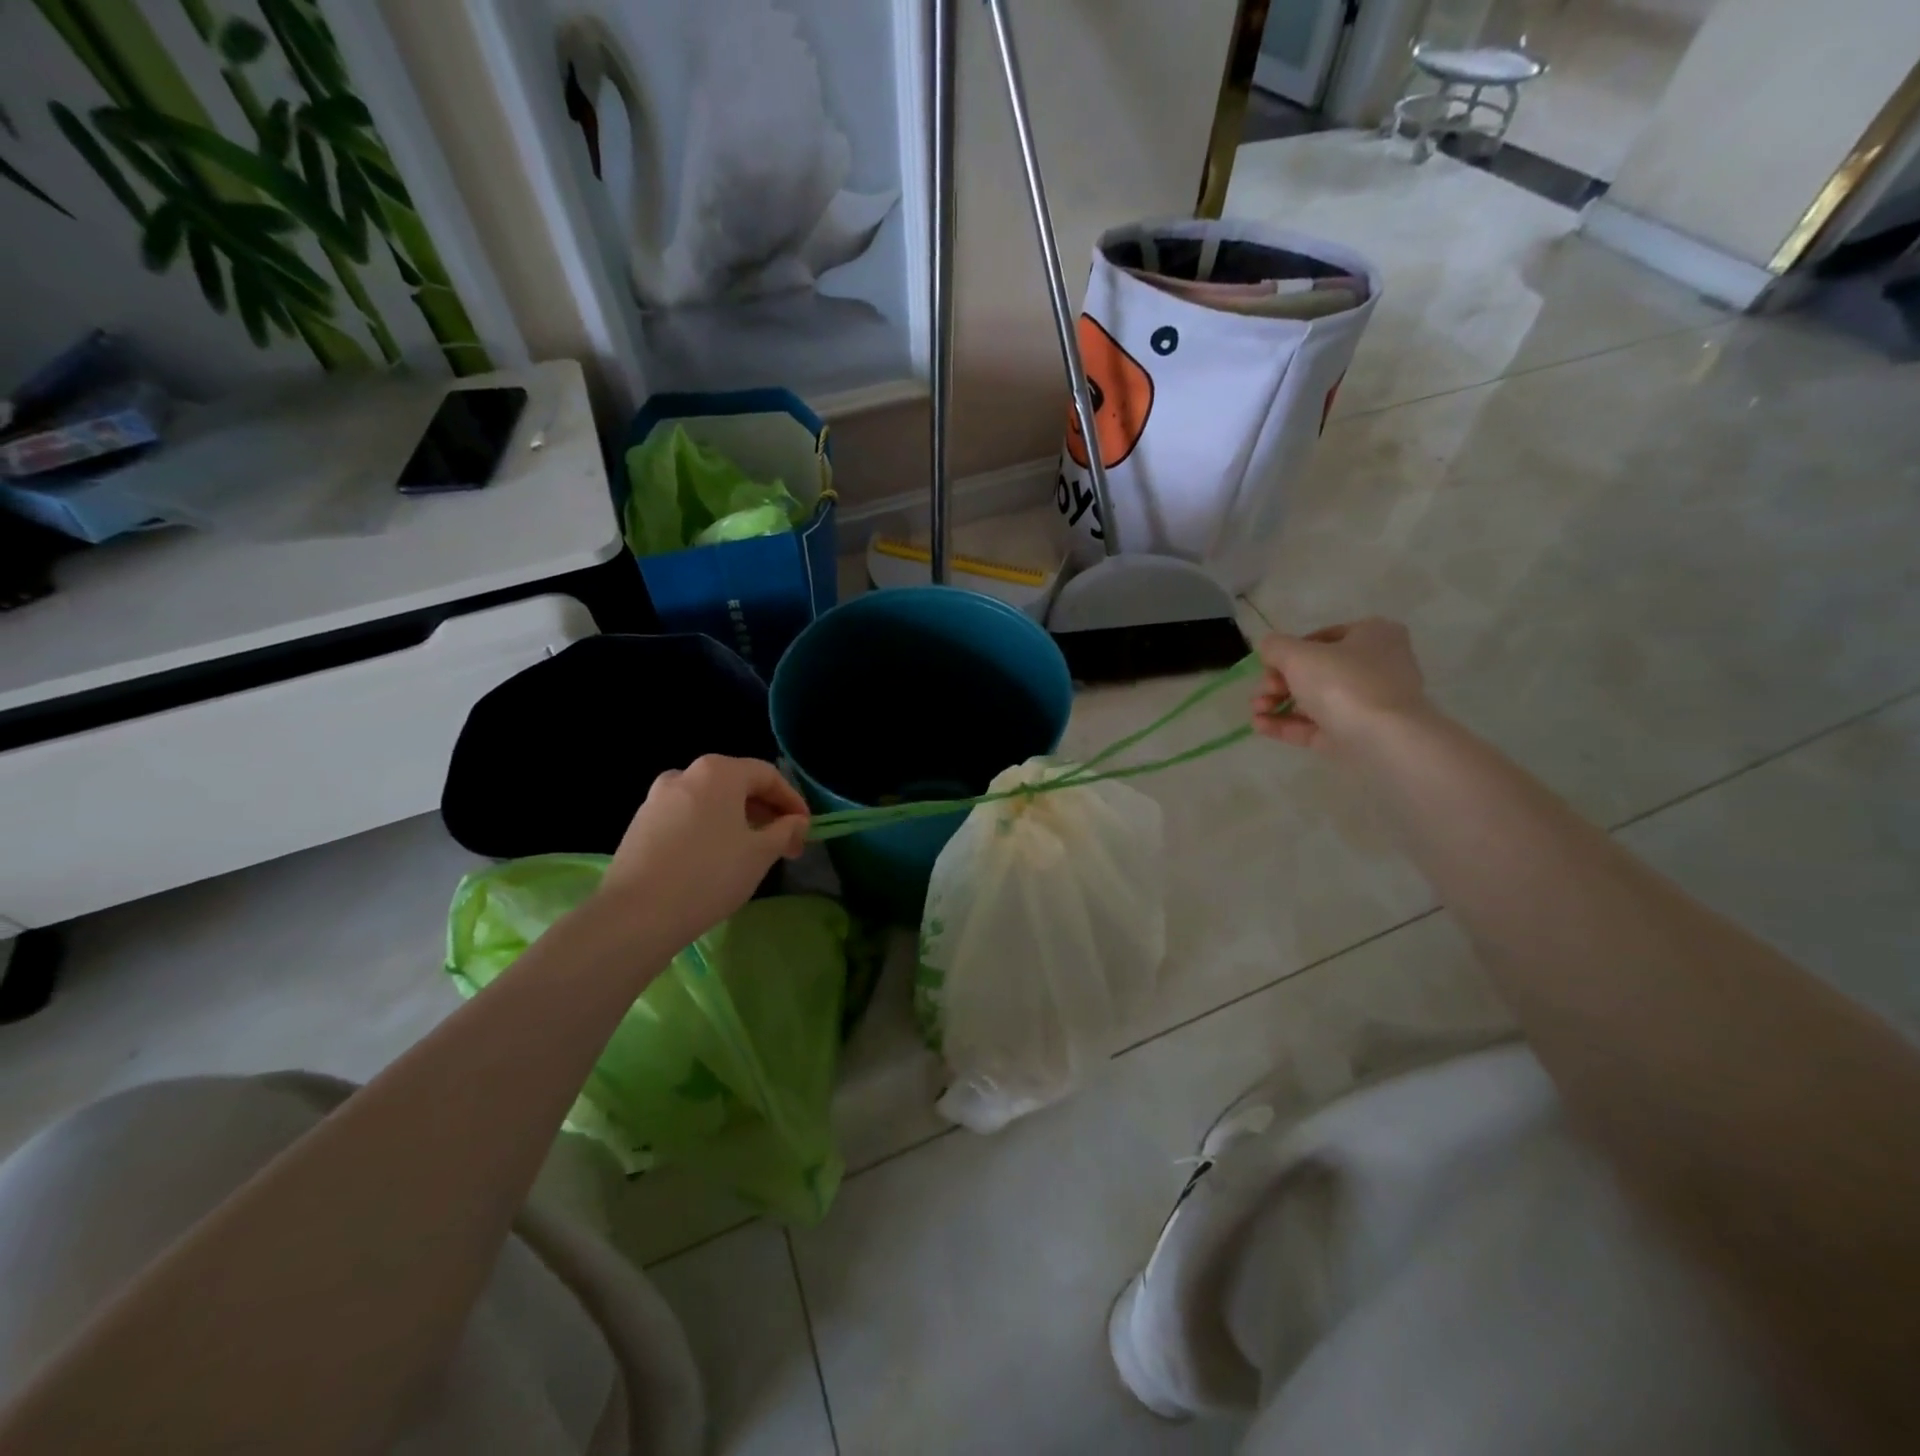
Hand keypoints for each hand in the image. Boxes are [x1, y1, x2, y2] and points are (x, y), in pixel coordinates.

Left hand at [596, 755, 809, 950]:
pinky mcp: (640, 824)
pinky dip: (710, 830)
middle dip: (766, 813)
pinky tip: (715, 860)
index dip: (792, 801)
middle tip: (784, 845)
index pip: (768, 775)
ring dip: (738, 822)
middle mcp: (686, 774)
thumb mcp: (760, 853)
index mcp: (718, 771)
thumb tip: (797, 822)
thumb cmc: (710, 874)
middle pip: (737, 785)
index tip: (806, 829)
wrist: (637, 914)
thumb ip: (786, 830)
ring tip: (752, 854)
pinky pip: (687, 818)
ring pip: (711, 802)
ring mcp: (657, 798)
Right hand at [1252, 619, 1430, 752]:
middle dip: (1278, 682)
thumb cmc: (1344, 683)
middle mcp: (1376, 666)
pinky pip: (1317, 725)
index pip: (1321, 638)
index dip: (1288, 652)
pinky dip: (1287, 724)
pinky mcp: (1356, 734)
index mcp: (1373, 635)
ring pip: (1314, 700)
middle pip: (1314, 671)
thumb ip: (1276, 647)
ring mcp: (1367, 703)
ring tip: (1255, 711)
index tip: (1266, 666)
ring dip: (1277, 703)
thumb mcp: (1299, 655)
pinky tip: (1259, 726)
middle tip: (1259, 692)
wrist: (1383, 738)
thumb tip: (1267, 647)